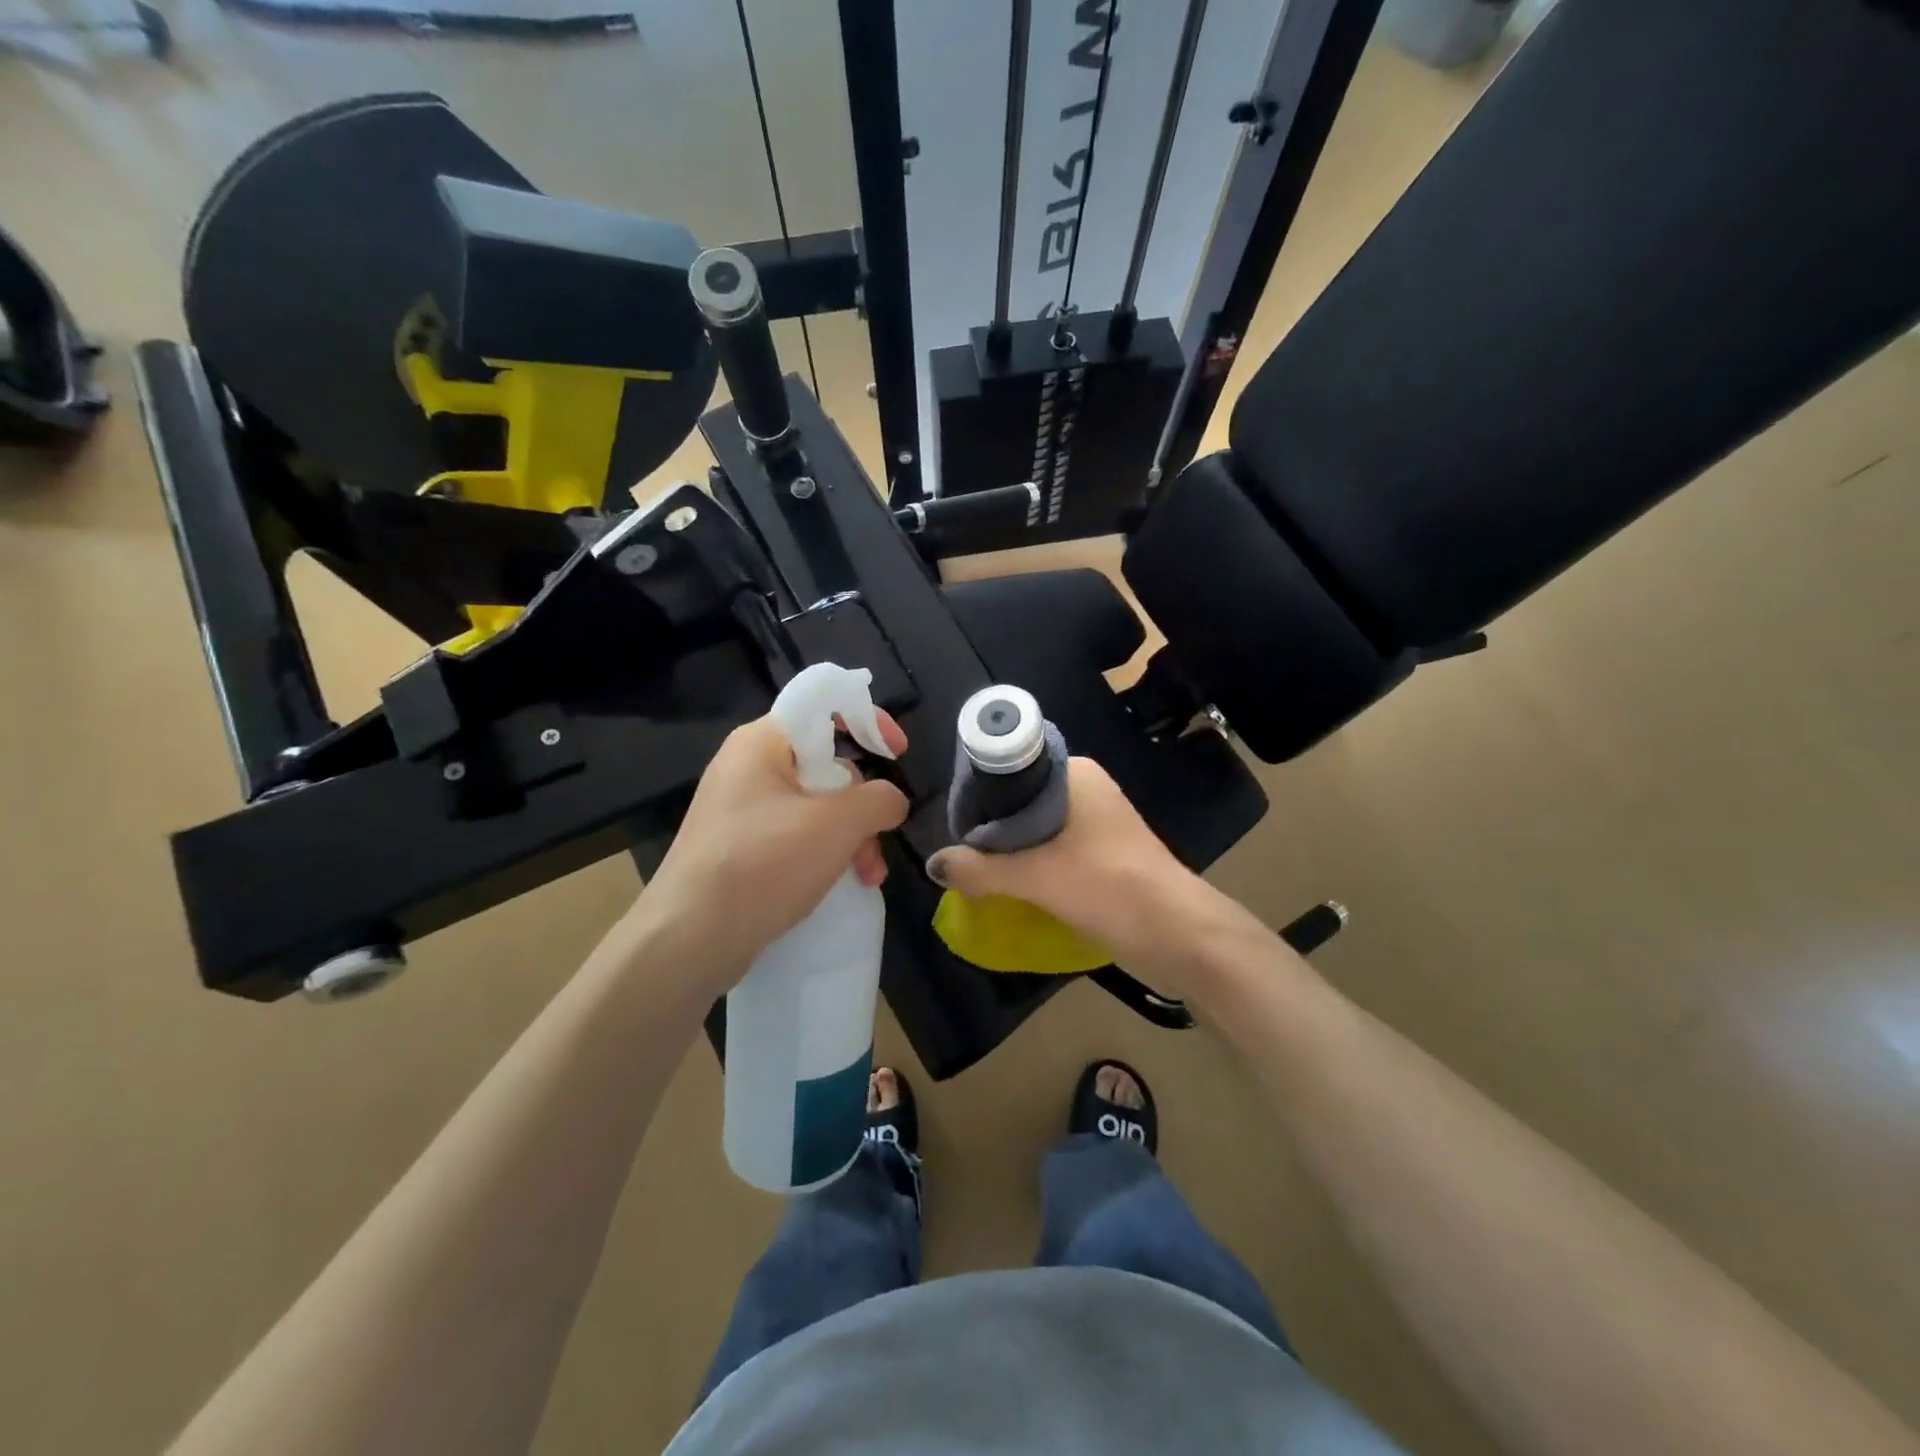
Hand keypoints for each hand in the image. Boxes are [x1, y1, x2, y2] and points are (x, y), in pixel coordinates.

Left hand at [635, 711, 909, 987]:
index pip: (822, 704)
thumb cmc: (763, 865)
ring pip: (815, 805)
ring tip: (867, 876)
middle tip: (879, 839)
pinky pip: (795, 834)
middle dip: (863, 803)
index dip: (868, 719)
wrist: (688, 940)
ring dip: (851, 836)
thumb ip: (879, 799)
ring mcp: (741, 809)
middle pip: (825, 763)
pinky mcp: (739, 846)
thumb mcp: (836, 825)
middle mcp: (748, 766)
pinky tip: (841, 883)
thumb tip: (892, 800)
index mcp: (762, 742)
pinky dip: (824, 852)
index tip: (898, 753)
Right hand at [924, 757, 1199, 970]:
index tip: (953, 822)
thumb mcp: (1036, 877)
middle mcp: (1085, 789)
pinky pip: (1053, 848)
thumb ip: (981, 870)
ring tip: (976, 871)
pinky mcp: (1103, 852)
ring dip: (1010, 849)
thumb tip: (934, 865)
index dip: (979, 792)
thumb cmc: (1108, 887)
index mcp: (1074, 773)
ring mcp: (1097, 822)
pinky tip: (1009, 885)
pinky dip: (1031, 863)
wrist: (1178, 934)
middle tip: (960, 852)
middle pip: (1020, 799)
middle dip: (990, 826)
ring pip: (1036, 827)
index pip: (1011, 766)